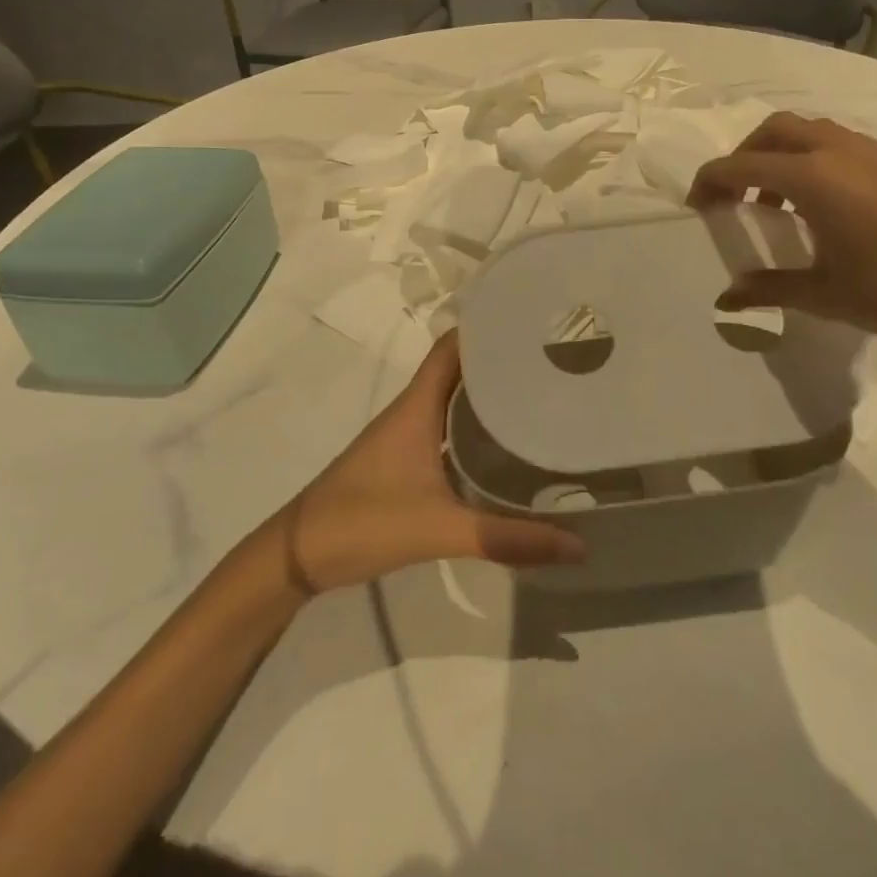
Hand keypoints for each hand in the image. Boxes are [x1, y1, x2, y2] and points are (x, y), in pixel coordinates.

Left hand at [281, 332, 585, 592]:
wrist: (298, 556)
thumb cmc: (363, 522)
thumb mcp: (439, 528)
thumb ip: (506, 538)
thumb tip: (578, 545)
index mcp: (418, 405)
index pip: (455, 346)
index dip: (489, 326)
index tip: (534, 320)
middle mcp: (413, 410)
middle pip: (461, 369)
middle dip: (501, 359)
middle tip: (553, 359)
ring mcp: (407, 436)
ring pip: (454, 399)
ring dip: (489, 393)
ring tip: (541, 393)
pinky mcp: (405, 461)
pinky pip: (447, 428)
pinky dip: (474, 426)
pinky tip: (504, 444)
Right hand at [689, 112, 876, 346]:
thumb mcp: (825, 294)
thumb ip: (769, 289)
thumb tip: (726, 299)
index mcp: (813, 178)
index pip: (742, 165)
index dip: (711, 182)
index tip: (697, 205)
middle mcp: (837, 151)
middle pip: (773, 131)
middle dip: (744, 156)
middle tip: (734, 196)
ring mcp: (870, 151)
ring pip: (808, 131)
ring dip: (779, 155)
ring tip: (775, 202)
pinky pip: (836, 143)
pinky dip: (811, 160)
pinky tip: (820, 205)